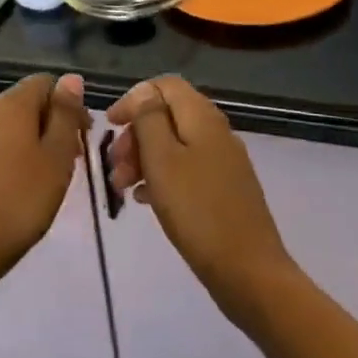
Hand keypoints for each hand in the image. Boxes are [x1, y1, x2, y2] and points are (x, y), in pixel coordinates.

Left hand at [0, 73, 89, 287]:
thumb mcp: (57, 157)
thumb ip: (65, 115)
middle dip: (51, 124)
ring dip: (31, 142)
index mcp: (11, 104)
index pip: (44, 82)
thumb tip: (70, 78)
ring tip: (46, 178)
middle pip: (25, 103)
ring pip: (8, 126)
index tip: (83, 136)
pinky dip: (9, 157)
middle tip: (69, 161)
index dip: (69, 103)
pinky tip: (17, 188)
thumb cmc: (21, 200)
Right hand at [106, 76, 294, 321]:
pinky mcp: (224, 189)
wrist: (248, 271)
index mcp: (202, 117)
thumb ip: (149, 119)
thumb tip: (144, 91)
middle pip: (167, 115)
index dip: (134, 99)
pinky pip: (185, 169)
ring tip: (123, 188)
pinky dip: (161, 177)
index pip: (164, 85)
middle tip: (114, 166)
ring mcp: (223, 161)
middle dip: (135, 135)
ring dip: (144, 158)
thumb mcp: (162, 160)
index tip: (109, 126)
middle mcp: (216, 131)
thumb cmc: (197, 211)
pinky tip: (144, 200)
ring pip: (174, 145)